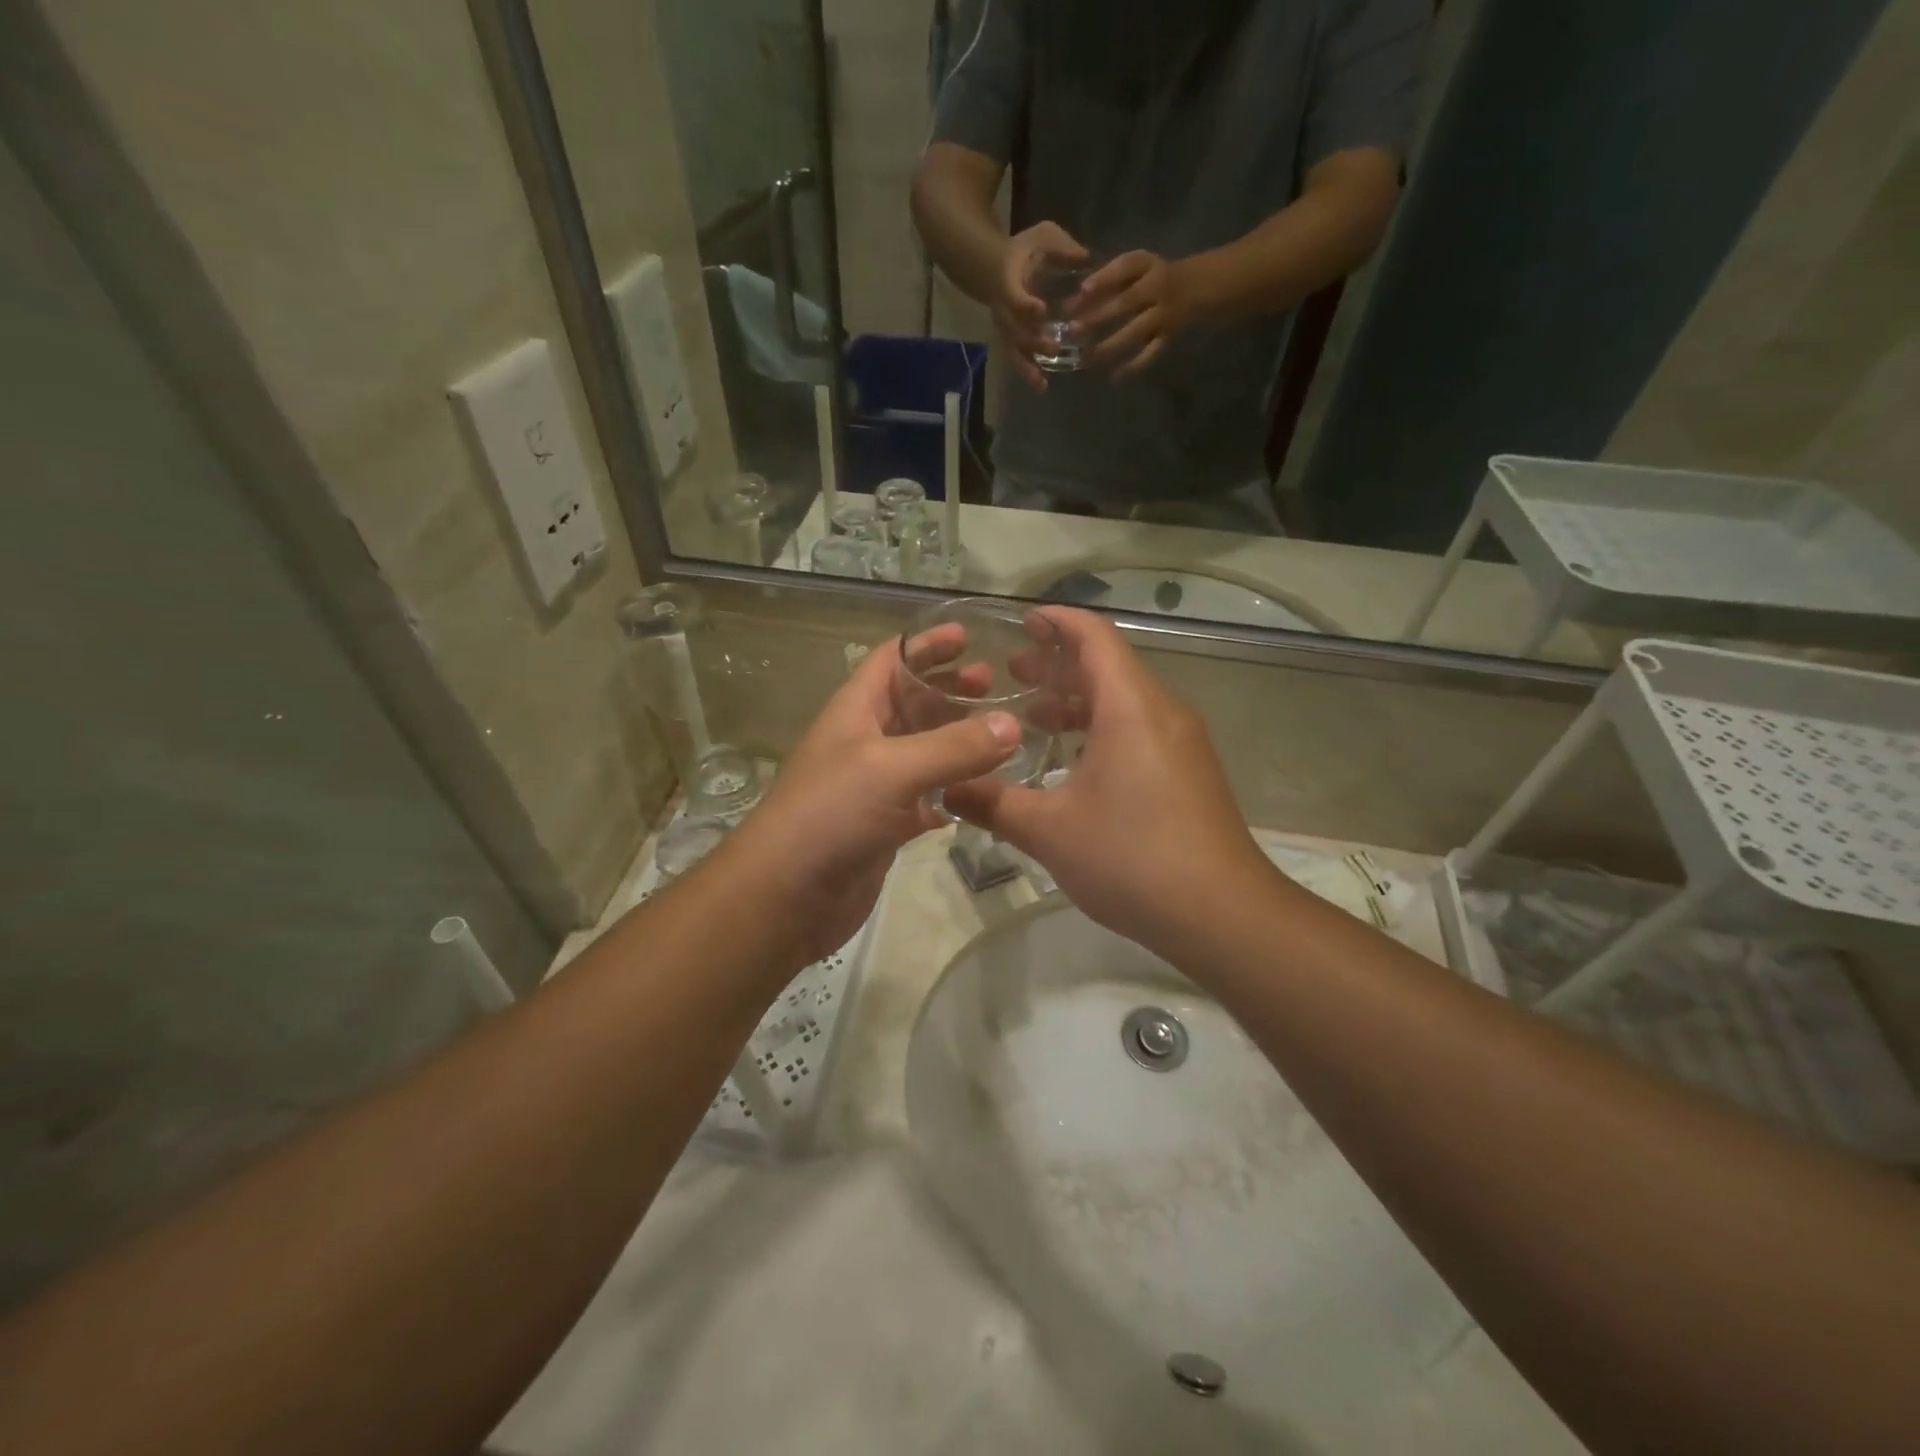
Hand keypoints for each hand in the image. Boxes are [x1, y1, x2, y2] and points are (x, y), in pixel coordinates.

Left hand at [725, 636, 1019, 963]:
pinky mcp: (886, 825)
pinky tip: (983, 792)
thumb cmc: (829, 815)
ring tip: (1002, 734)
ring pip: (923, 751)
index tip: (968, 637)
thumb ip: (953, 747)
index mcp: (856, 711)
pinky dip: (953, 791)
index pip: (891, 660)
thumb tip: (1012, 724)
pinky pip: (926, 797)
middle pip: (912, 703)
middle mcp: (865, 741)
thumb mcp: (891, 769)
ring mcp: (875, 785)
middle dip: (950, 690)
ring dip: (957, 740)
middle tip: (997, 686)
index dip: (925, 644)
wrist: (785, 897)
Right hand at [944, 609, 1274, 958]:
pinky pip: (1140, 729)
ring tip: (1033, 718)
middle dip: (1059, 664)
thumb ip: (993, 803)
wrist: (1222, 914)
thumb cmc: (1131, 858)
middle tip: (1012, 674)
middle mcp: (1162, 712)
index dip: (1056, 621)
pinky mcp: (1190, 771)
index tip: (1020, 620)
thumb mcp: (1049, 831)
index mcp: (1131, 707)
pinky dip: (1102, 728)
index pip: (1093, 637)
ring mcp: (1182, 742)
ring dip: (1079, 701)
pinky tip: (1072, 762)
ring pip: (1125, 700)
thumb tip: (947, 790)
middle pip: (1109, 666)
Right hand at [995, 222, 1088, 389]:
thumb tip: (1085, 257)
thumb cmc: (1023, 250)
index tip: (1041, 310)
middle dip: (1032, 341)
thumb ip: (1061, 246)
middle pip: (1014, 330)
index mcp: (1008, 280)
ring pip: (1013, 349)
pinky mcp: (1010, 340)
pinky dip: (1028, 372)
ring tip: (1041, 383)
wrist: (993, 267)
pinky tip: (1042, 387)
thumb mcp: (1042, 236)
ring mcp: (1005, 327)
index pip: (1013, 295)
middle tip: (1053, 348)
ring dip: (1027, 366)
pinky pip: (1017, 357)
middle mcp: (1003, 309)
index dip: (1025, 304)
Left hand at [1074, 250, 1196, 375]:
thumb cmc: (1154, 276)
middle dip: (1098, 316)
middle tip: (1073, 329)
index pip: (1124, 268)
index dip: (1103, 278)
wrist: (1195, 287)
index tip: (1082, 290)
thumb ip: (1111, 276)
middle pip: (1126, 302)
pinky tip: (1115, 377)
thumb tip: (1079, 295)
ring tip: (1086, 357)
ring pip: (1136, 331)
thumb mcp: (1138, 266)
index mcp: (1148, 266)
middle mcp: (1158, 289)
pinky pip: (1150, 354)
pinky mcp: (1168, 337)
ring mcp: (1164, 315)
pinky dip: (1134, 367)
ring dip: (1110, 345)